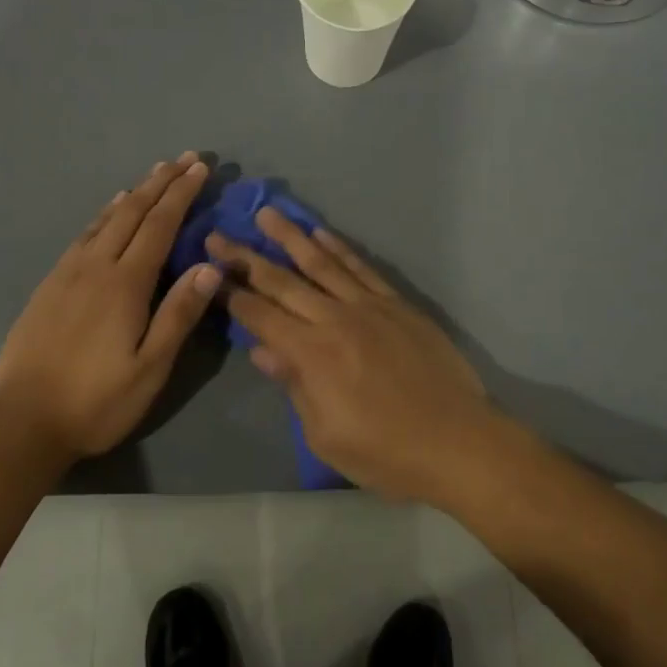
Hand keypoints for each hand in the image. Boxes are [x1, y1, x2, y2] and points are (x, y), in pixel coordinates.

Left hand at [0, 154, 221, 459]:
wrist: (24, 420)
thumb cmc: (97, 400)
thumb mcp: (150, 368)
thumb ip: (179, 314)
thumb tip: (210, 266)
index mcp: (125, 284)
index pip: (159, 225)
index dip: (181, 194)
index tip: (199, 168)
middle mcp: (96, 266)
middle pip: (133, 212)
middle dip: (160, 182)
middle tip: (183, 158)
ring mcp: (68, 273)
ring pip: (106, 220)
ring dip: (133, 193)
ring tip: (152, 174)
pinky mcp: (49, 285)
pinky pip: (83, 235)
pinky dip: (103, 215)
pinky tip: (108, 212)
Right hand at [207, 210, 498, 501]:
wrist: (458, 442)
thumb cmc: (386, 453)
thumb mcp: (326, 435)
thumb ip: (294, 386)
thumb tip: (262, 351)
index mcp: (312, 354)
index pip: (261, 316)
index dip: (232, 295)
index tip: (209, 272)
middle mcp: (335, 319)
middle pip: (283, 282)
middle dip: (246, 258)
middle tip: (218, 234)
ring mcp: (369, 306)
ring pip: (321, 263)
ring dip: (291, 236)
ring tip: (267, 214)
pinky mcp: (397, 304)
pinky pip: (361, 268)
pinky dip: (339, 249)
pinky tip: (322, 234)